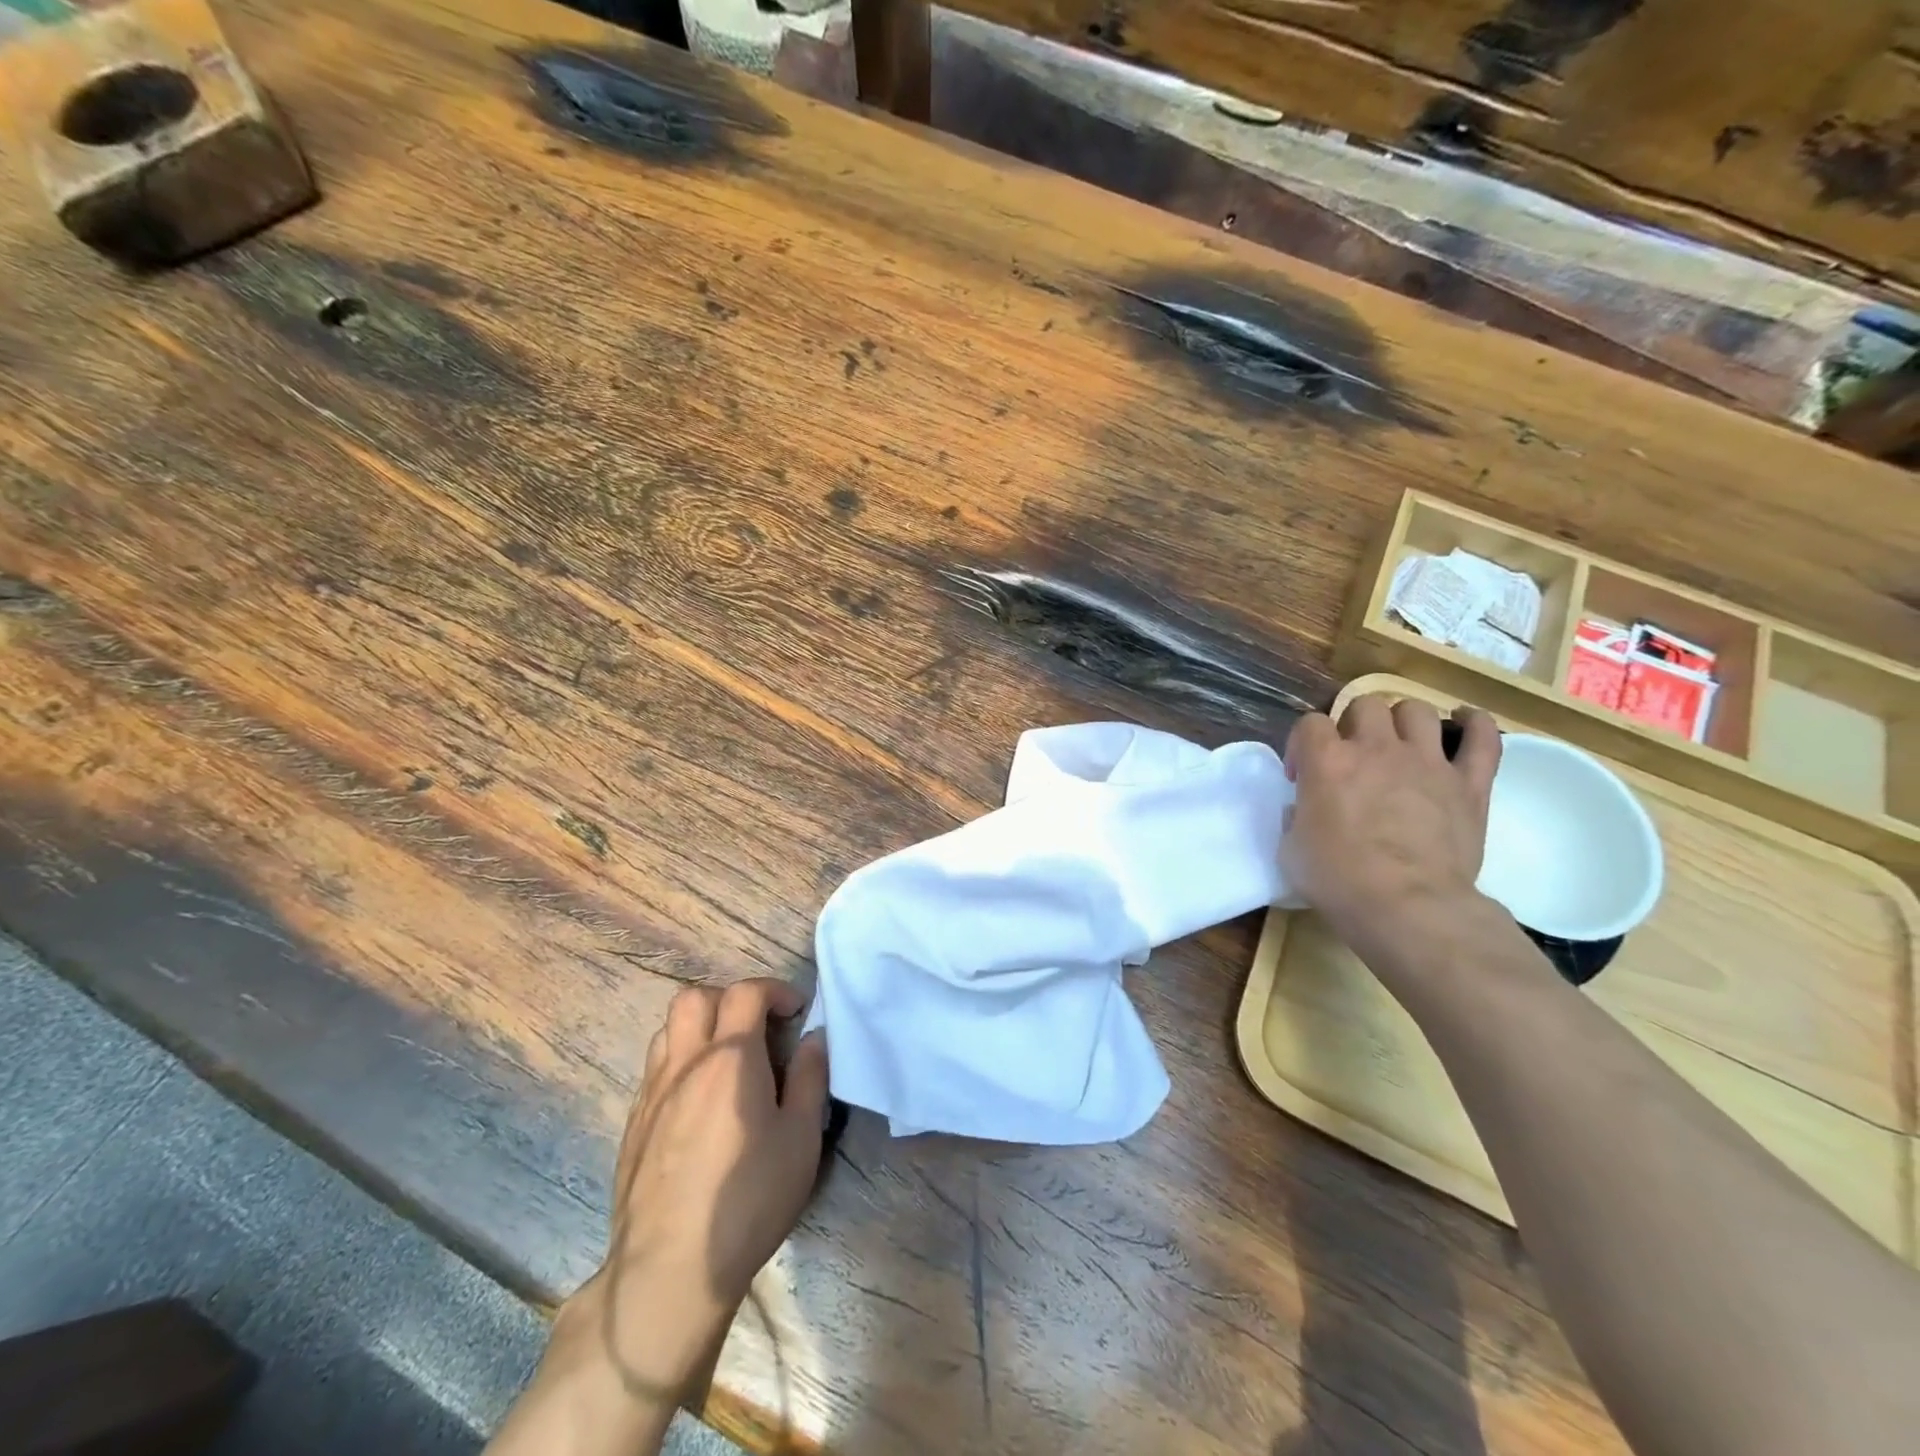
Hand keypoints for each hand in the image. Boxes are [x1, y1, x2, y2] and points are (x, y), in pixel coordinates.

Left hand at [489, 979, 826, 1455]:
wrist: (669, 1271)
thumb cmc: (748, 1199)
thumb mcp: (801, 1138)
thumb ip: (809, 1078)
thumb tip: (814, 1038)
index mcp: (729, 1058)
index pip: (745, 992)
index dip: (775, 990)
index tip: (797, 1012)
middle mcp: (685, 1063)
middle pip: (694, 997)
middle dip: (730, 999)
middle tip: (758, 1028)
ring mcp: (652, 1093)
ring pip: (667, 1030)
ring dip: (700, 1027)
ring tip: (728, 1060)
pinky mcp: (633, 1125)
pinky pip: (655, 1069)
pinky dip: (681, 1062)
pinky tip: (700, 1102)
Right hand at [1281, 695, 1500, 957]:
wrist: (1407, 907)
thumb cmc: (1339, 881)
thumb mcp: (1292, 849)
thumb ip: (1297, 817)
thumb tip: (1307, 808)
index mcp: (1326, 761)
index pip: (1309, 723)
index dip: (1302, 744)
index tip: (1301, 774)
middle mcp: (1376, 748)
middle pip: (1365, 705)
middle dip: (1353, 725)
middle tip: (1352, 756)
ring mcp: (1427, 761)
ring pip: (1416, 710)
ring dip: (1403, 721)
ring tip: (1399, 743)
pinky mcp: (1469, 783)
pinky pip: (1483, 737)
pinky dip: (1475, 724)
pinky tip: (1465, 722)